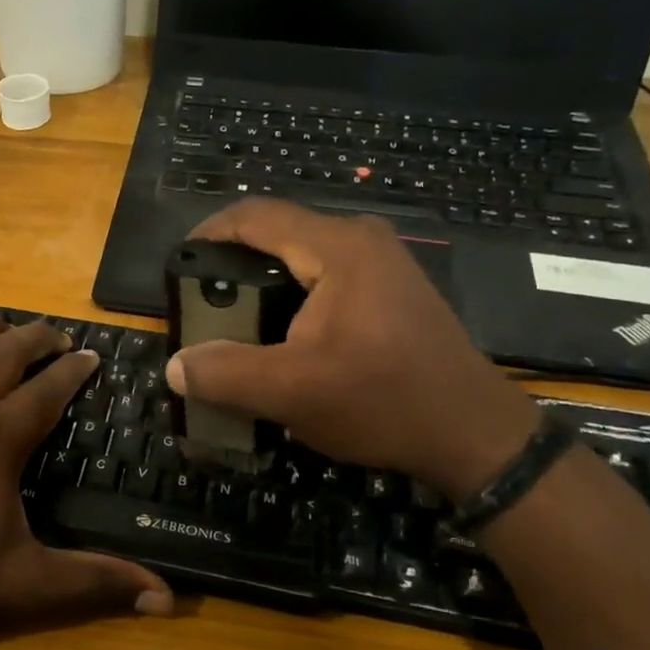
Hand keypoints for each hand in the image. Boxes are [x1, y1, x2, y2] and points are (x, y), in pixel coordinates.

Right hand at [164, 200, 539, 499]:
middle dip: (233, 265)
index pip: (255, 216)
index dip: (208, 233)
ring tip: (234, 325)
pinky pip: (325, 277)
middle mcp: (361, 240)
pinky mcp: (391, 289)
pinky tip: (282, 337)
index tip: (178, 267)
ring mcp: (382, 263)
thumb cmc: (383, 402)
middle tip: (203, 305)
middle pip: (277, 234)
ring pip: (301, 257)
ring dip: (263, 284)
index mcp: (337, 247)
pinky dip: (292, 297)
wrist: (474, 434)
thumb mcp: (292, 392)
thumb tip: (176, 366)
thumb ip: (225, 374)